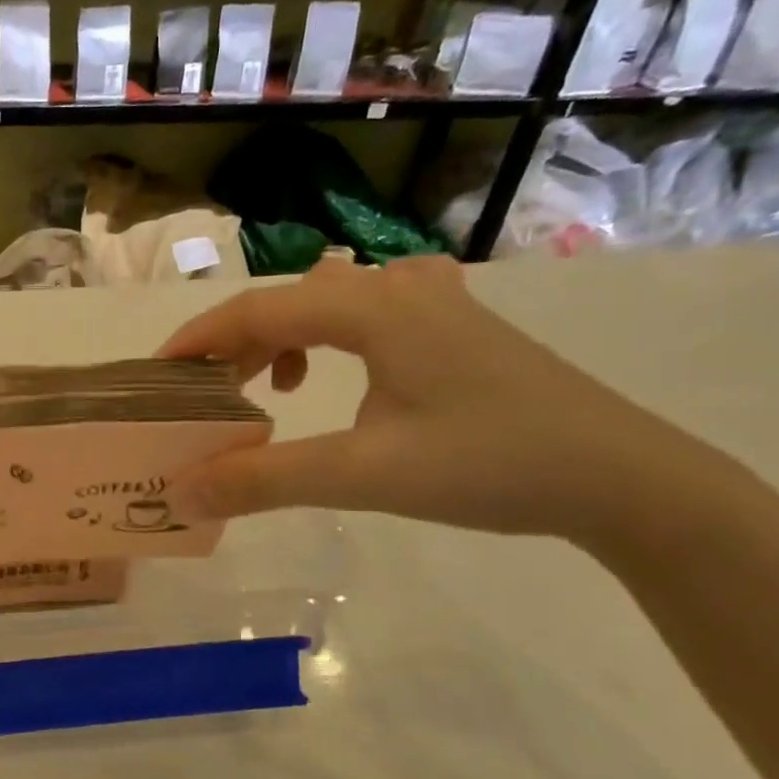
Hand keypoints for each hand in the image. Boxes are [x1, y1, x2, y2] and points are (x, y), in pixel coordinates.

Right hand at [158, 257, 710, 543]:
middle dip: (234, 348)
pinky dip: (322, 345)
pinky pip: (361, 317)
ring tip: (262, 392)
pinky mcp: (452, 326)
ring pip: (323, 306)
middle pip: (286, 302)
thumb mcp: (363, 475)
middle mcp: (398, 286)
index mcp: (372, 306)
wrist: (622, 478)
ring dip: (277, 344)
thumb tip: (180, 492)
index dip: (197, 341)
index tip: (156, 378)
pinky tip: (327, 382)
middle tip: (205, 399)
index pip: (256, 309)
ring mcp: (432, 301)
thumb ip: (263, 480)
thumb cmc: (490, 465)